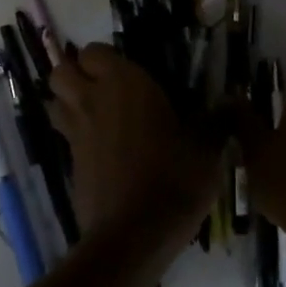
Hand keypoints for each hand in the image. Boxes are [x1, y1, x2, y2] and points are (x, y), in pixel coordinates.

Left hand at [49, 44, 220, 246]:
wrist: (134, 235)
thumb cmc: (174, 179)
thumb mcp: (207, 149)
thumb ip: (214, 122)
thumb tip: (230, 104)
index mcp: (124, 84)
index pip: (94, 51)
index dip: (106, 59)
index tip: (130, 72)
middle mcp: (93, 101)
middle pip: (61, 72)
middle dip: (75, 74)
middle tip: (105, 88)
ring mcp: (76, 134)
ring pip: (55, 103)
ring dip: (69, 102)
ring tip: (99, 115)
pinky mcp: (70, 164)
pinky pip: (66, 136)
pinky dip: (78, 136)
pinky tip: (105, 151)